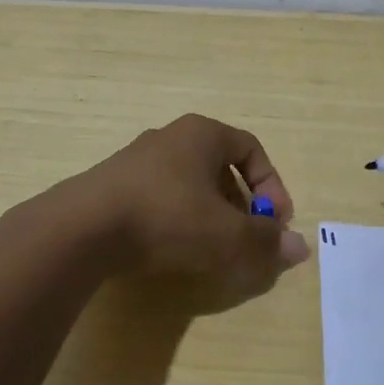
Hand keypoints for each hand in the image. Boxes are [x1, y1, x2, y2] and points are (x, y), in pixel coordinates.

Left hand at [83, 114, 309, 305]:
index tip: (275, 222)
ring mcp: (138, 161)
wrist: (82, 229)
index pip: (251, 148)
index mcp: (202, 133)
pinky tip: (175, 251)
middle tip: (247, 240)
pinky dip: (179, 222)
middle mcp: (170, 138)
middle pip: (221, 168)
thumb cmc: (167, 218)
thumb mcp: (227, 235)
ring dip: (211, 216)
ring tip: (214, 251)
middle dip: (242, 206)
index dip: (271, 186)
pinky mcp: (114, 187)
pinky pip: (161, 199)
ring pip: (190, 186)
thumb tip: (301, 249)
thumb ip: (266, 242)